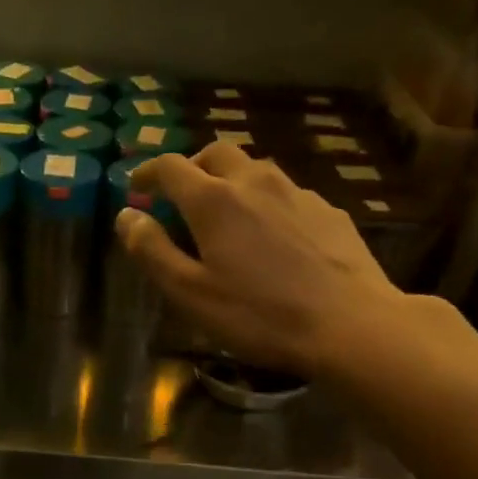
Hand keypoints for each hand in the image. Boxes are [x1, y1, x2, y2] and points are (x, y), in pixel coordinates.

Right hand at [119, 144, 411, 378]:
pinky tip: (273, 238)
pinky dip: (266, 203)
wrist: (350, 324)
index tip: (136, 186)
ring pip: (255, 170)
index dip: (147, 172)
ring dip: (231, 182)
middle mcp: (255, 182)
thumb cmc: (259, 315)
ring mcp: (298, 193)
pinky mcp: (329, 211)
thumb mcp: (190, 293)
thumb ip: (152, 251)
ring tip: (227, 216)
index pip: (170, 166)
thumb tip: (127, 216)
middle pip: (216, 154)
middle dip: (192, 167)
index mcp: (214, 200)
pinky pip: (287, 194)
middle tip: (181, 195)